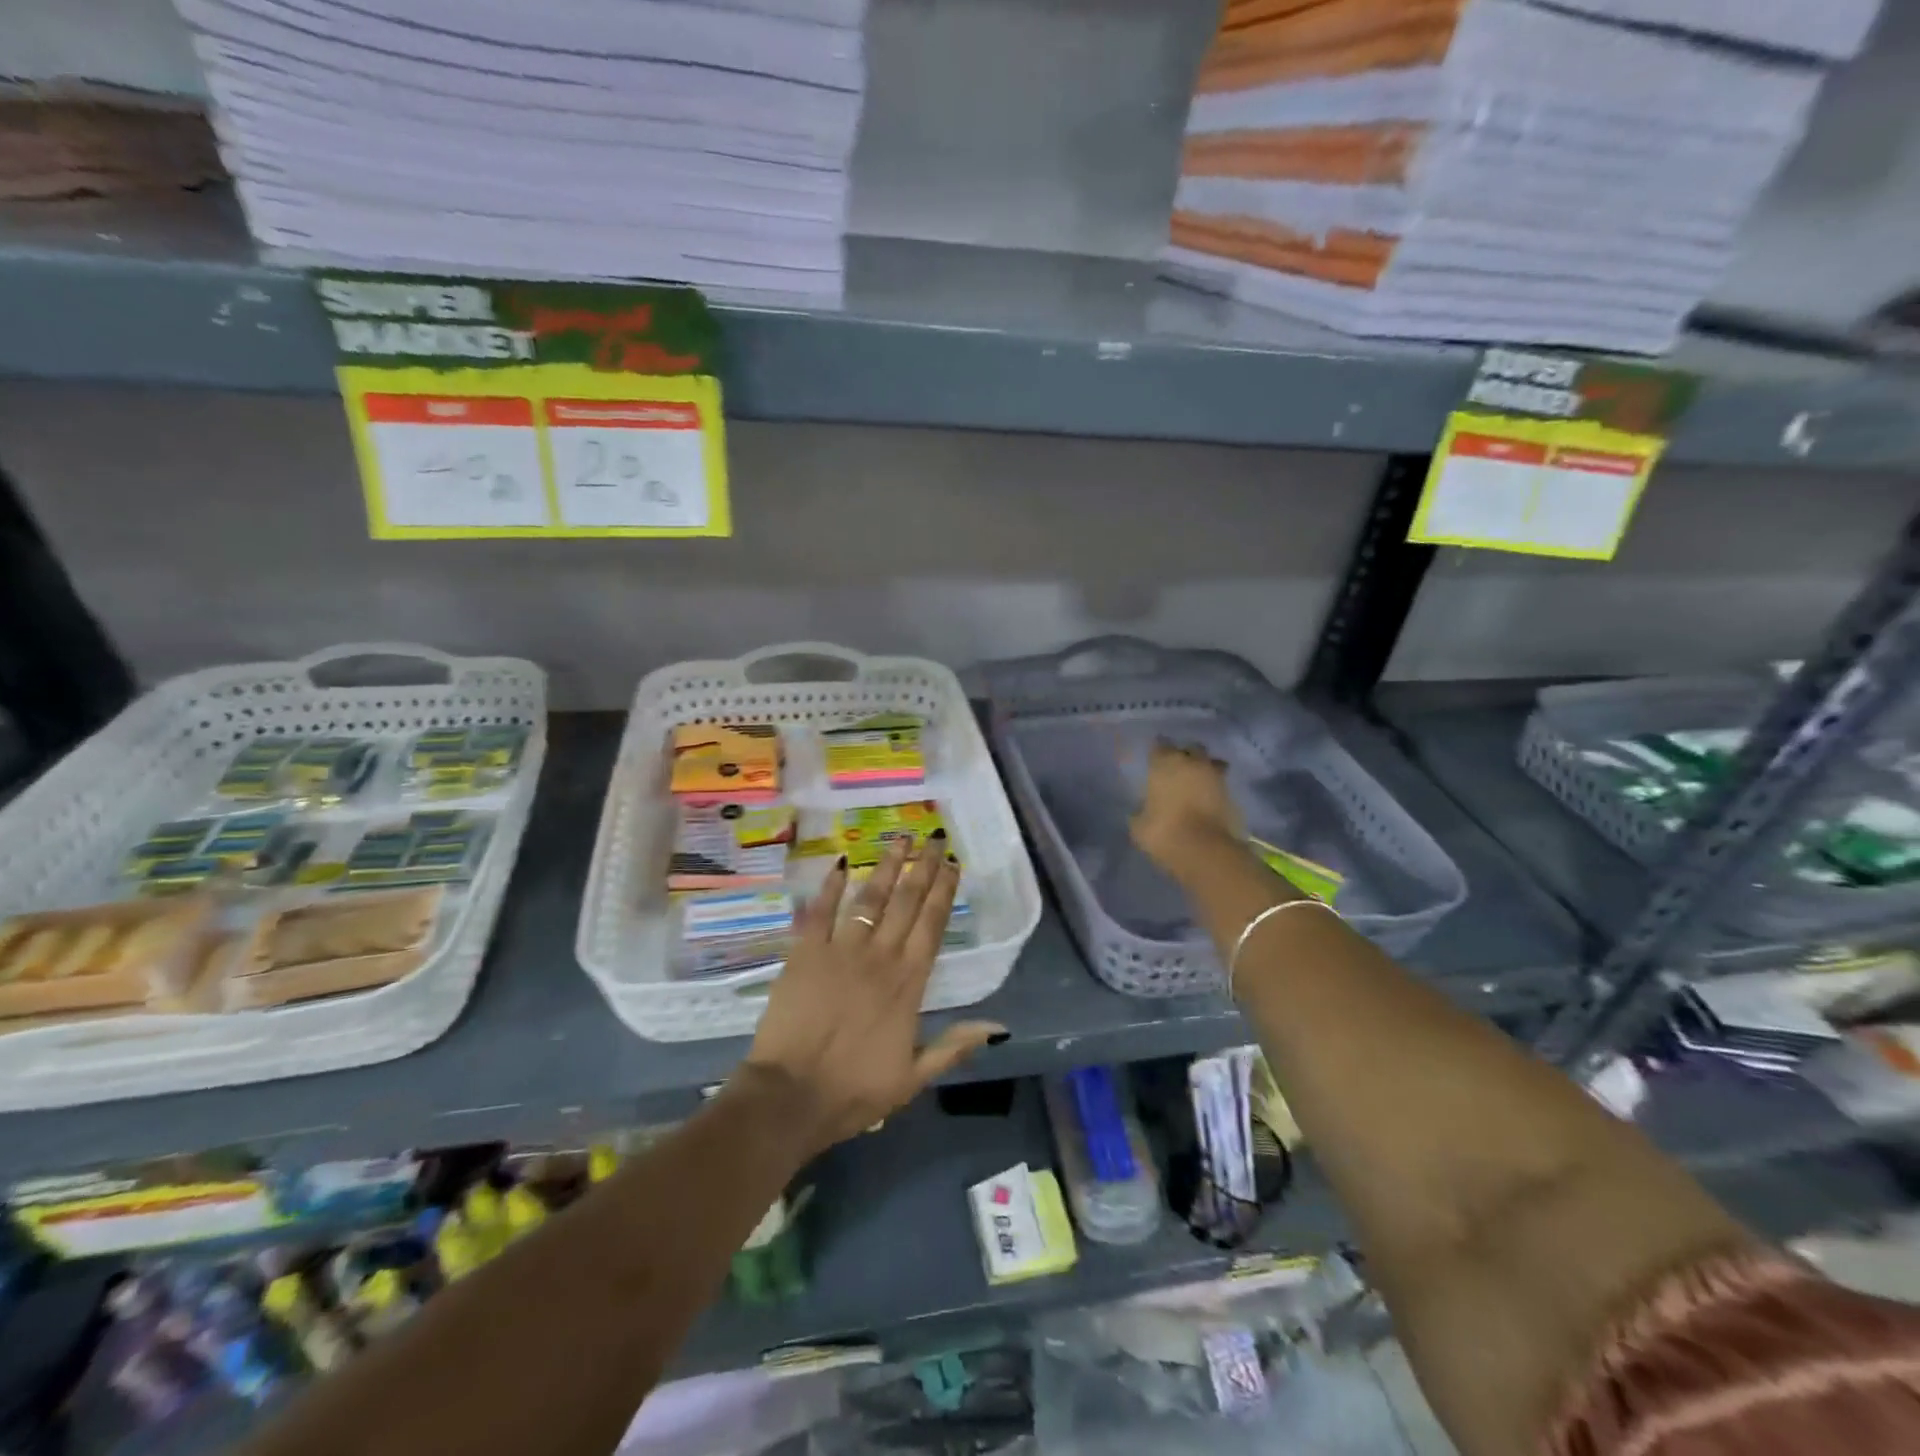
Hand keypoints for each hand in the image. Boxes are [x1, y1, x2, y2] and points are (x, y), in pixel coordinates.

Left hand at [738, 836, 1005, 1156]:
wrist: (790, 1097)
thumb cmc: (854, 1091)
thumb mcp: (913, 1078)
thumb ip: (954, 1047)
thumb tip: (998, 1027)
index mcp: (908, 983)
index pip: (932, 925)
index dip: (944, 892)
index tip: (953, 864)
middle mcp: (879, 957)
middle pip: (906, 902)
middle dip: (923, 867)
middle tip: (934, 837)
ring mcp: (840, 951)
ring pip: (869, 900)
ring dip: (886, 867)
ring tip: (899, 839)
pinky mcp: (804, 953)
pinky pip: (820, 912)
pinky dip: (830, 887)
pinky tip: (840, 863)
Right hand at [1130, 739, 1244, 874]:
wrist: (1205, 851)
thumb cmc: (1164, 832)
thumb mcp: (1139, 824)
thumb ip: (1142, 809)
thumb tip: (1144, 808)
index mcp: (1165, 762)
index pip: (1159, 746)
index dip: (1157, 753)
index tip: (1153, 762)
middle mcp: (1193, 762)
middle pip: (1190, 749)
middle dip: (1185, 756)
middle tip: (1176, 771)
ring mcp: (1216, 776)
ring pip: (1211, 763)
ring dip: (1204, 770)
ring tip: (1196, 785)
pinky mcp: (1234, 794)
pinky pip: (1221, 784)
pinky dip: (1214, 789)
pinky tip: (1207, 801)